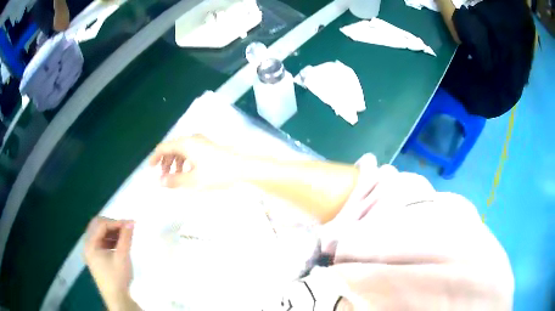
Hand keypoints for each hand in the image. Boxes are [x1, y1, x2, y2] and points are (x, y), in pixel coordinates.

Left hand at [84, 217, 137, 309]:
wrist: (117, 298)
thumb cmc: (118, 278)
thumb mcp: (122, 257)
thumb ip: (125, 238)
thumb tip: (131, 222)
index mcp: (90, 244)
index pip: (101, 224)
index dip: (115, 222)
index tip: (130, 224)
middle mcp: (87, 244)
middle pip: (97, 225)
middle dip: (112, 225)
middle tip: (126, 228)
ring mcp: (90, 250)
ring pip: (99, 232)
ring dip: (111, 232)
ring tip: (124, 236)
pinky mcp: (95, 256)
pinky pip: (101, 241)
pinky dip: (110, 239)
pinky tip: (119, 244)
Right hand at [148, 135, 242, 188]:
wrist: (243, 167)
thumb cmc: (217, 173)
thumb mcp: (193, 180)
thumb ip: (175, 180)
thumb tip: (160, 181)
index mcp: (185, 144)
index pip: (164, 147)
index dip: (155, 157)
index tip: (150, 168)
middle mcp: (192, 139)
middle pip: (173, 148)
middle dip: (166, 162)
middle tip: (165, 176)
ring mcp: (202, 141)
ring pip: (182, 150)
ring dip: (176, 162)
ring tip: (177, 176)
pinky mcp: (209, 146)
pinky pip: (191, 151)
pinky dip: (186, 161)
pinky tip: (190, 172)